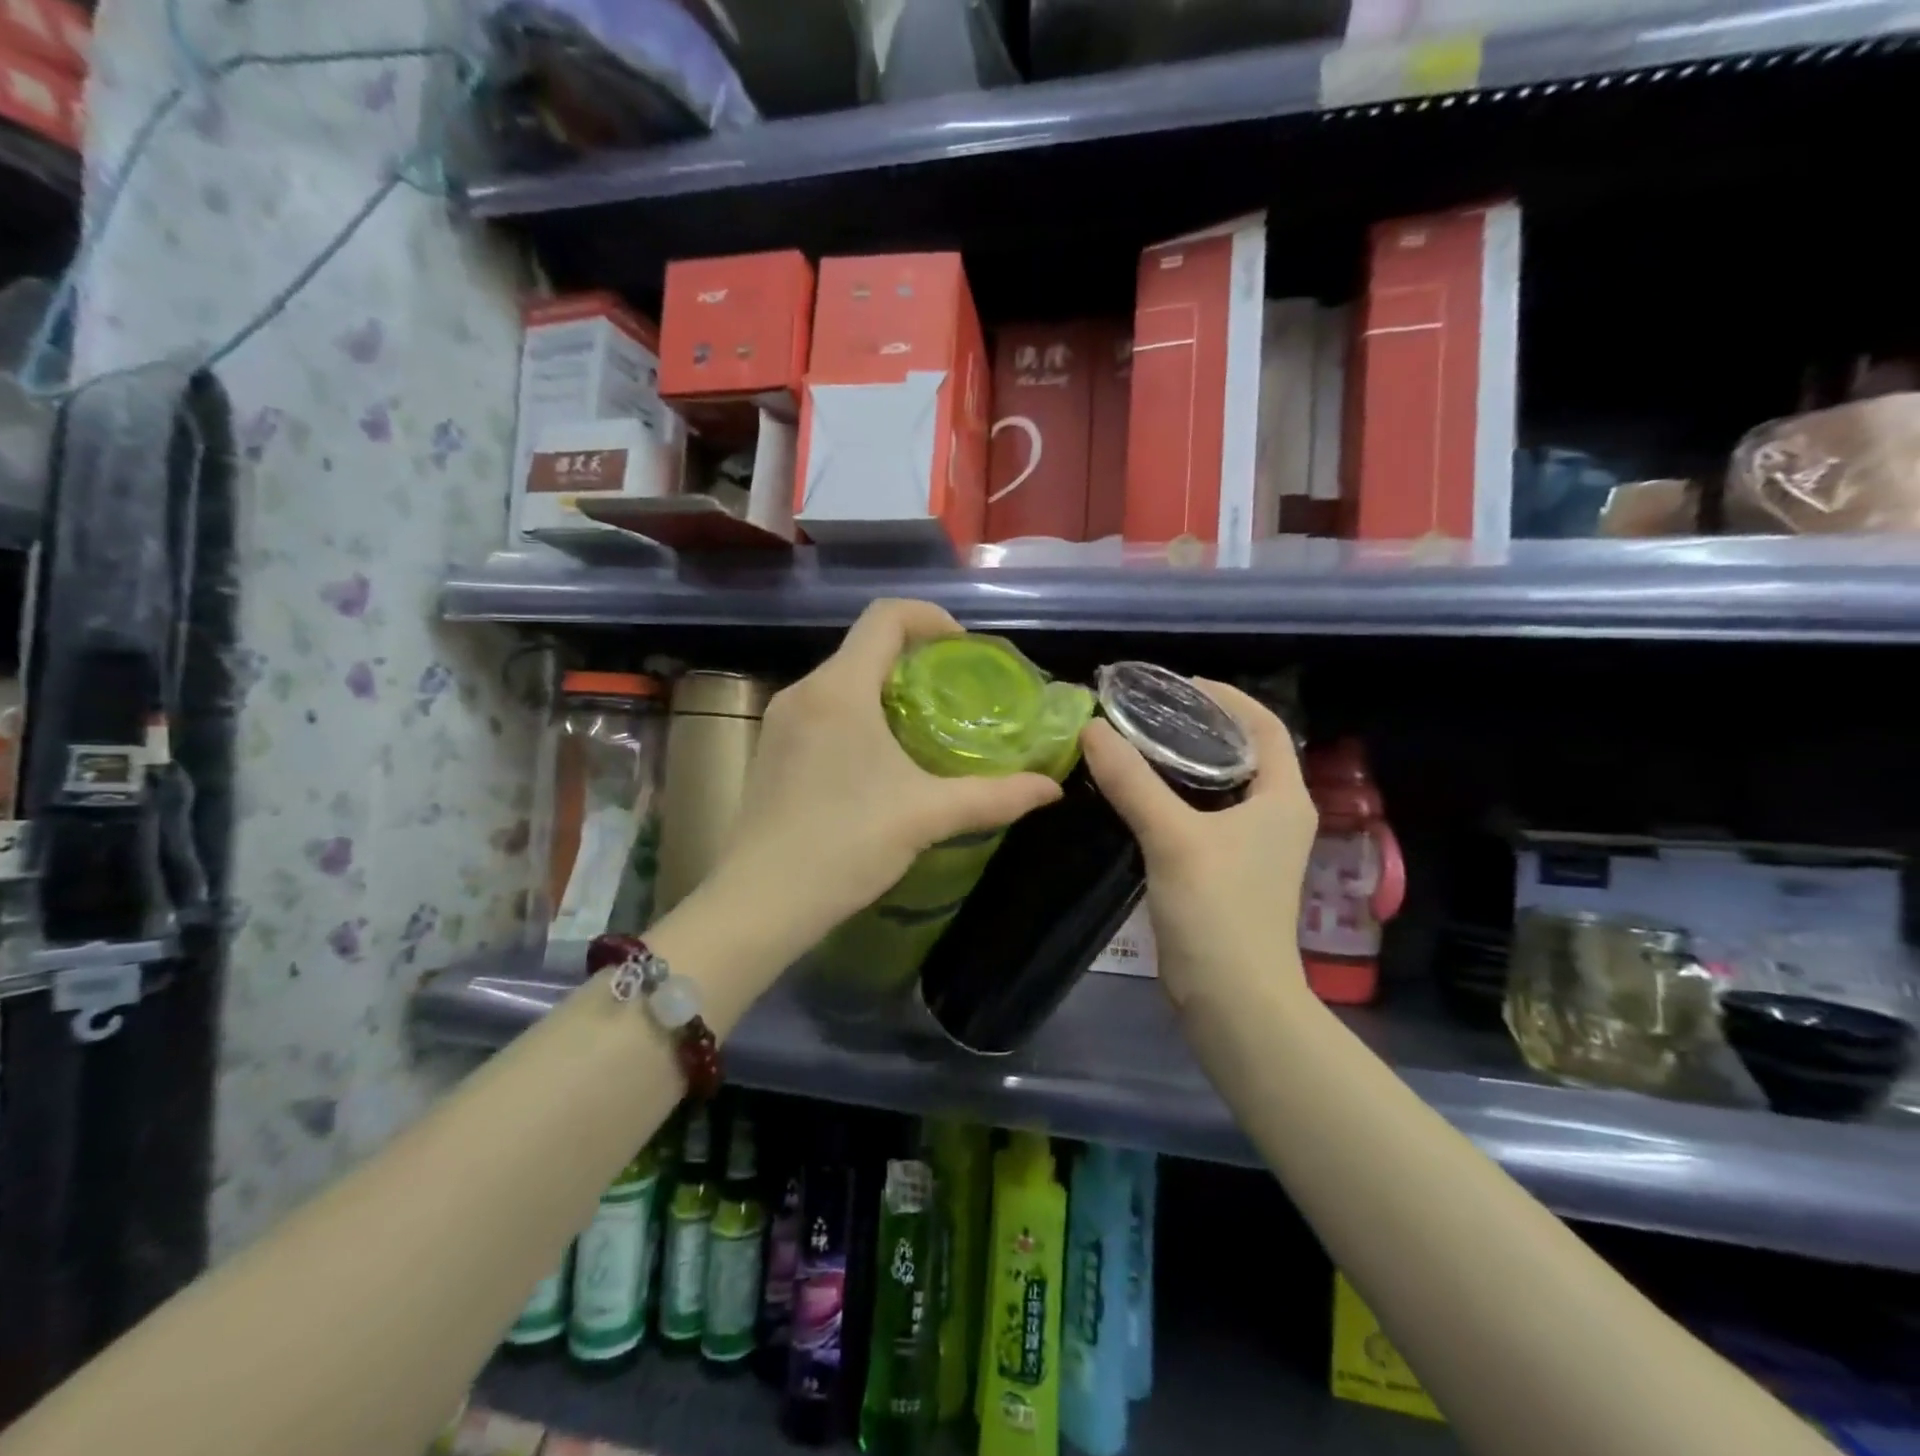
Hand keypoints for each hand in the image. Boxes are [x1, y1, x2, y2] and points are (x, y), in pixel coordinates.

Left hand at [709, 599, 1063, 959]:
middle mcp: (805, 691)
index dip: (931, 618)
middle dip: (915, 658)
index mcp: (840, 689)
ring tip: (927, 725)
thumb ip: (994, 796)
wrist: (761, 901)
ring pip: (843, 679)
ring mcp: (781, 720)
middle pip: (865, 646)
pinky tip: (881, 758)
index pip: (886, 616)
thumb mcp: (927, 815)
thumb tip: (1051, 788)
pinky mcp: (771, 749)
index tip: (964, 650)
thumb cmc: (846, 844)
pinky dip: (860, 713)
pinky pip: (824, 709)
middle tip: (957, 692)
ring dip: (887, 688)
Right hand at [1080, 682, 1315, 1010]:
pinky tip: (1139, 794)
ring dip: (1185, 763)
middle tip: (1148, 712)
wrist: (1232, 998)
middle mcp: (1275, 815)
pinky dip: (1175, 796)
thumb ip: (1132, 781)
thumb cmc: (1218, 909)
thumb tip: (1091, 729)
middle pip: (1243, 752)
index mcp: (1283, 798)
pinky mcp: (1228, 870)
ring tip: (1137, 744)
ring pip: (1220, 786)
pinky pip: (1203, 815)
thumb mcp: (1172, 837)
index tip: (1180, 685)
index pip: (1265, 726)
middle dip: (1200, 727)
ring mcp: (1253, 846)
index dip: (1228, 698)